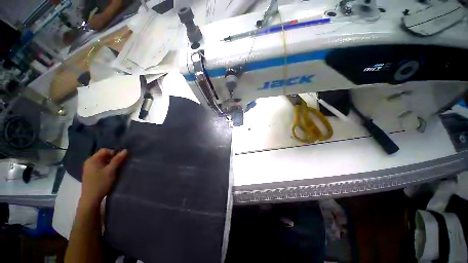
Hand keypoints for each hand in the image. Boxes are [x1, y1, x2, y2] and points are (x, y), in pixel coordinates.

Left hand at [80, 149, 127, 206]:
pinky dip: (107, 168)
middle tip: (120, 164)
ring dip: (111, 164)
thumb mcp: (111, 171)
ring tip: (117, 169)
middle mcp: (90, 162)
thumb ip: (118, 160)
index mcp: (92, 159)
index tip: (121, 159)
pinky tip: (111, 173)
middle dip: (113, 158)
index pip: (105, 150)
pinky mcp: (92, 174)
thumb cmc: (100, 183)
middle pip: (104, 155)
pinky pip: (101, 167)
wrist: (91, 199)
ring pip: (103, 161)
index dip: (114, 153)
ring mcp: (90, 168)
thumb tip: (126, 150)